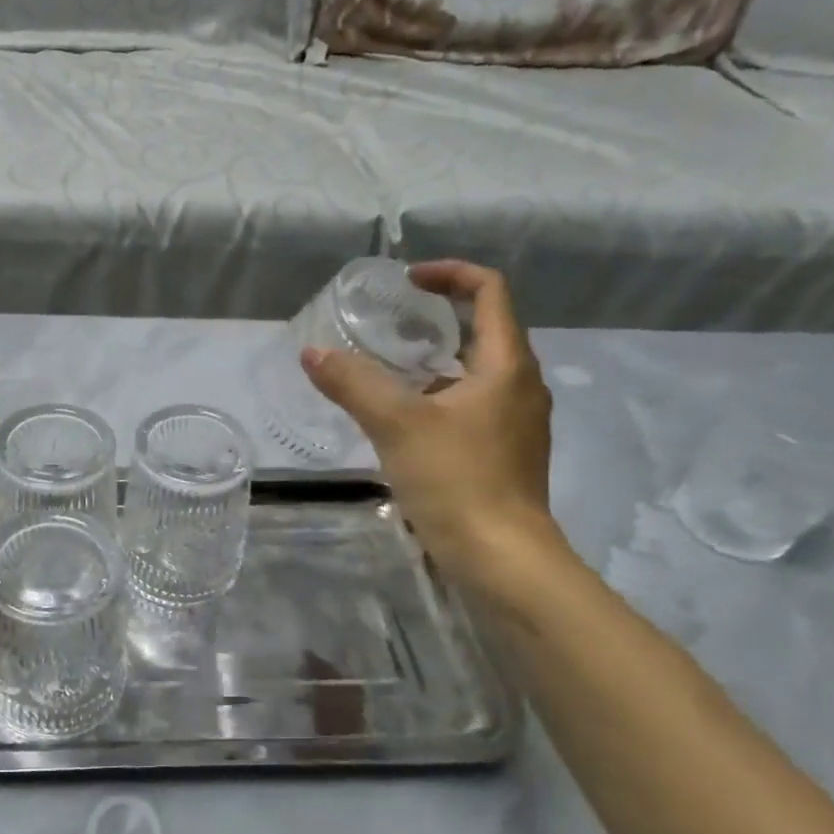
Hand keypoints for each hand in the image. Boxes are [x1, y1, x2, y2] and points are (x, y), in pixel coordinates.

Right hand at [302, 260, 565, 581]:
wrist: (502, 560)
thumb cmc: (457, 481)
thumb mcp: (396, 425)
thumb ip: (353, 383)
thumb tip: (312, 353)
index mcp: (506, 366)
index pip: (489, 292)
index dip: (449, 274)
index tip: (406, 281)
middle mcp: (520, 386)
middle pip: (483, 330)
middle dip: (436, 318)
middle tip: (388, 324)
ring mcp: (516, 423)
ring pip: (475, 372)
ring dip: (435, 360)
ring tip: (386, 369)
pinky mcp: (504, 453)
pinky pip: (471, 406)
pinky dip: (438, 397)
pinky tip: (401, 420)